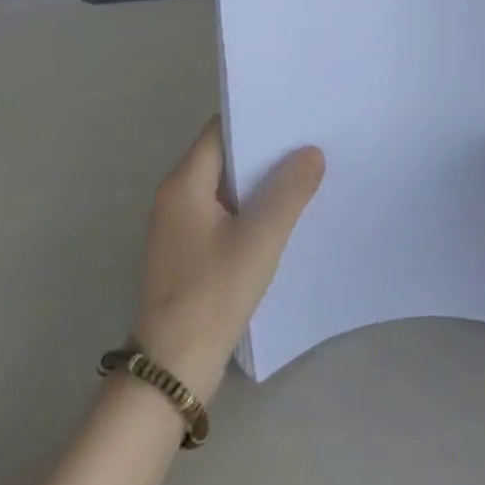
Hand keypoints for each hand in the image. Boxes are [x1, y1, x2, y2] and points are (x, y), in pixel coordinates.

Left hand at [130, 119, 323, 400]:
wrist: (173, 368)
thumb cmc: (213, 294)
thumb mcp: (259, 239)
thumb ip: (288, 192)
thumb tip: (311, 152)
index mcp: (184, 183)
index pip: (221, 130)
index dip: (257, 119)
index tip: (296, 116)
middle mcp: (176, 196)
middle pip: (224, 157)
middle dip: (265, 151)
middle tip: (311, 144)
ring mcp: (181, 226)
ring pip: (227, 188)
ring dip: (261, 183)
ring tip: (307, 174)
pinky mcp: (190, 252)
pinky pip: (225, 216)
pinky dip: (252, 210)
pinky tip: (285, 217)